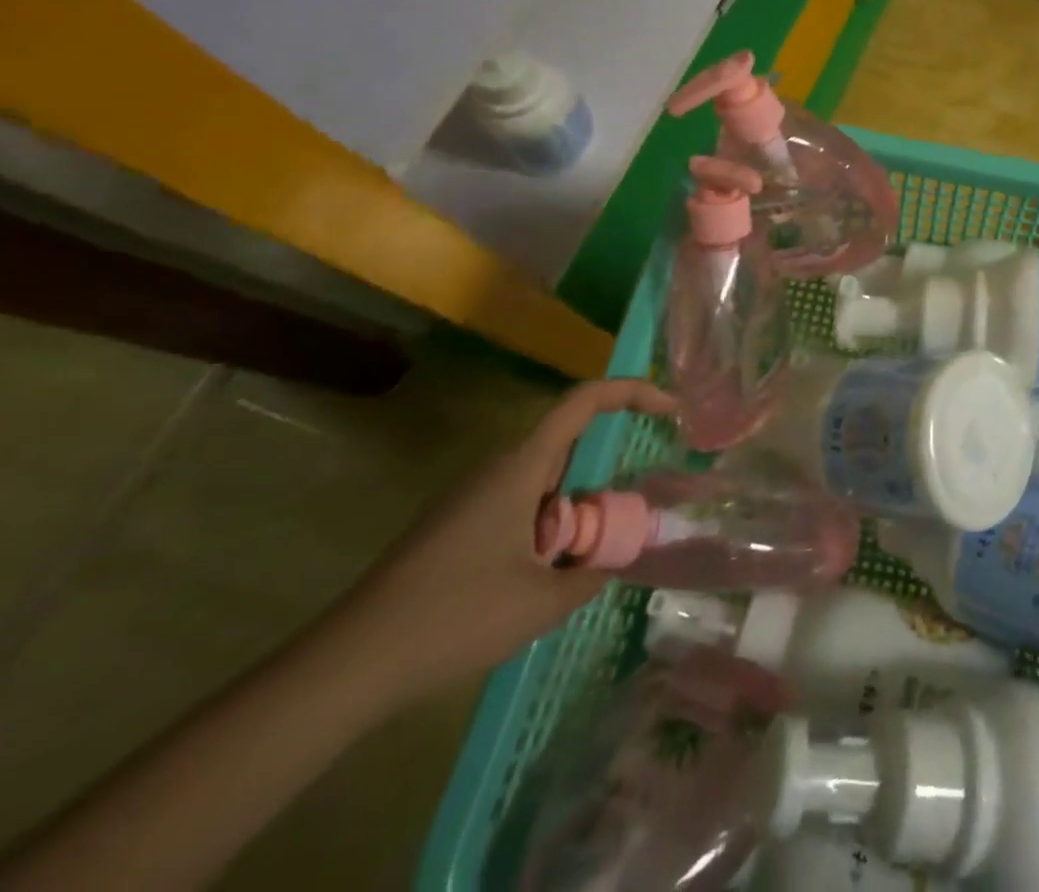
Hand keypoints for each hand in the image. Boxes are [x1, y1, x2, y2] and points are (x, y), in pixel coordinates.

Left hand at [327, 377, 673, 706]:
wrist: (346, 667)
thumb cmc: (453, 617)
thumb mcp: (541, 602)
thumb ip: (591, 575)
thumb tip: (614, 561)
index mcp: (521, 467)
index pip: (584, 401)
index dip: (633, 392)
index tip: (671, 409)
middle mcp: (498, 469)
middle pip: (569, 444)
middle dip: (603, 478)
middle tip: (622, 525)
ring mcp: (473, 497)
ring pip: (545, 481)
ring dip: (574, 511)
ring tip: (580, 563)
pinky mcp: (457, 525)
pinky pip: (521, 506)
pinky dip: (548, 528)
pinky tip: (542, 579)